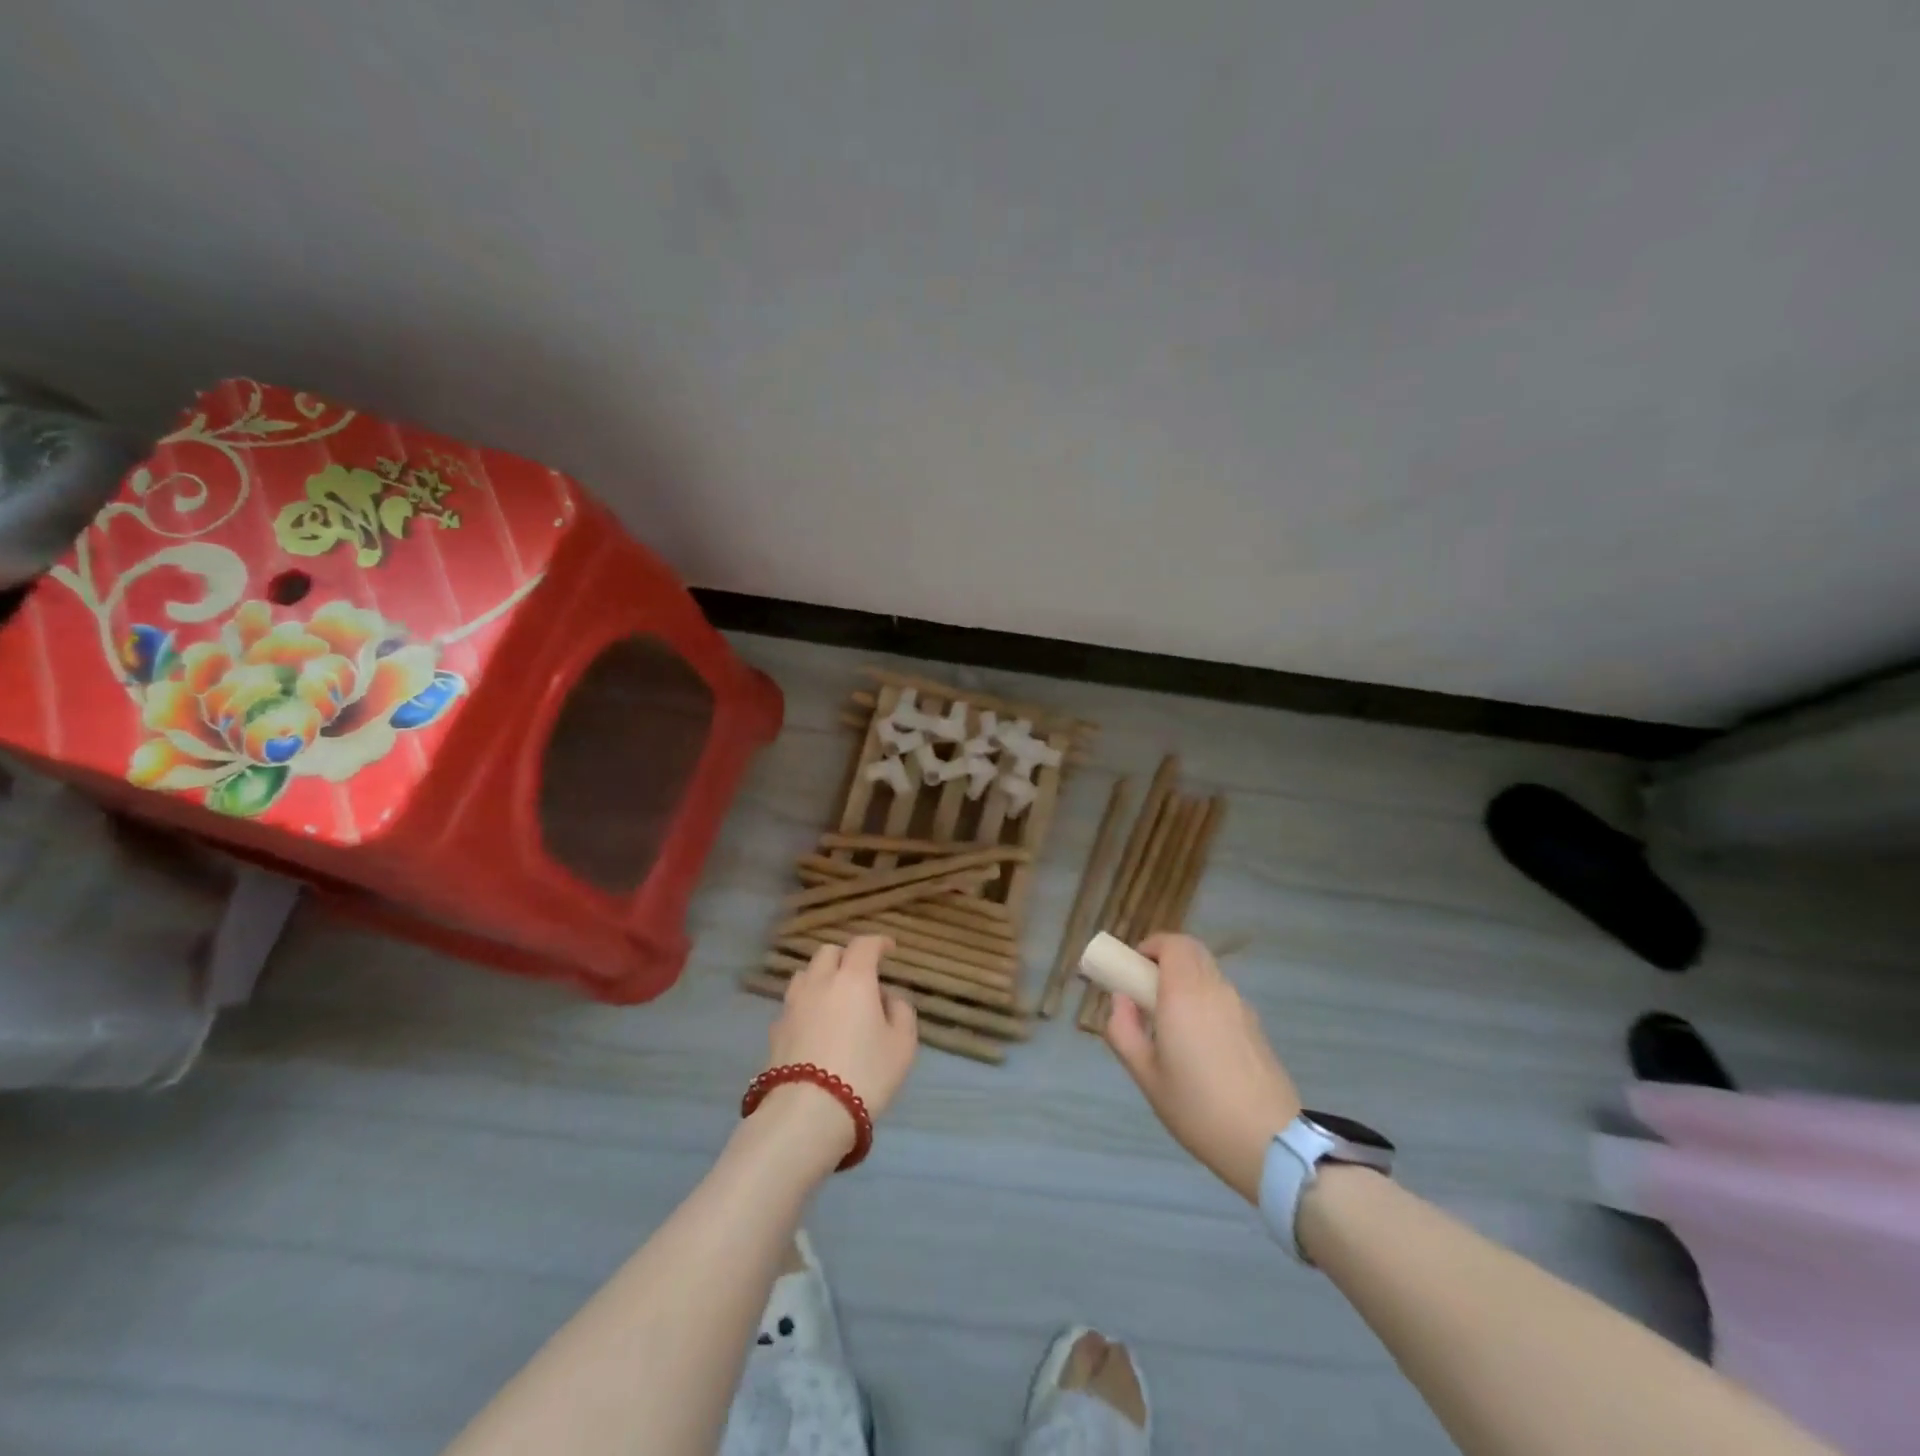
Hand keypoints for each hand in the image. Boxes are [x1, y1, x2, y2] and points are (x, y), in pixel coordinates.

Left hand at [762, 936, 918, 1156]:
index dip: (878, 942)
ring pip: (805, 974)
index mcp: (853, 979)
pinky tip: (814, 1025)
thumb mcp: (902, 1046)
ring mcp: (793, 1005)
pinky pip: (793, 1004)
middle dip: (846, 956)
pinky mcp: (775, 1031)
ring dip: (821, 977)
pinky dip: (806, 1005)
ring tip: (834, 997)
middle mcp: (820, 983)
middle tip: (861, 974)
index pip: (864, 945)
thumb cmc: (865, 1074)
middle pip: (828, 952)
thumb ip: (901, 1013)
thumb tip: (889, 998)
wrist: (807, 1114)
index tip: (889, 949)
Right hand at [1104, 933, 1301, 1203]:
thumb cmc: (1198, 1109)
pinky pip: (1223, 996)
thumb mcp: (1146, 1077)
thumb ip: (1123, 1031)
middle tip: (1147, 990)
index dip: (1151, 946)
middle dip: (1166, 959)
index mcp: (1185, 994)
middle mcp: (1215, 990)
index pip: (1172, 944)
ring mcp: (1240, 1007)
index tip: (1134, 969)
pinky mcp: (1256, 1027)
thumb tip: (1120, 1000)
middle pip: (1192, 952)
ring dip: (1186, 980)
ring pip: (1209, 973)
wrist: (1271, 1143)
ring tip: (1170, 1022)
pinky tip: (1199, 1043)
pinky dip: (1205, 999)